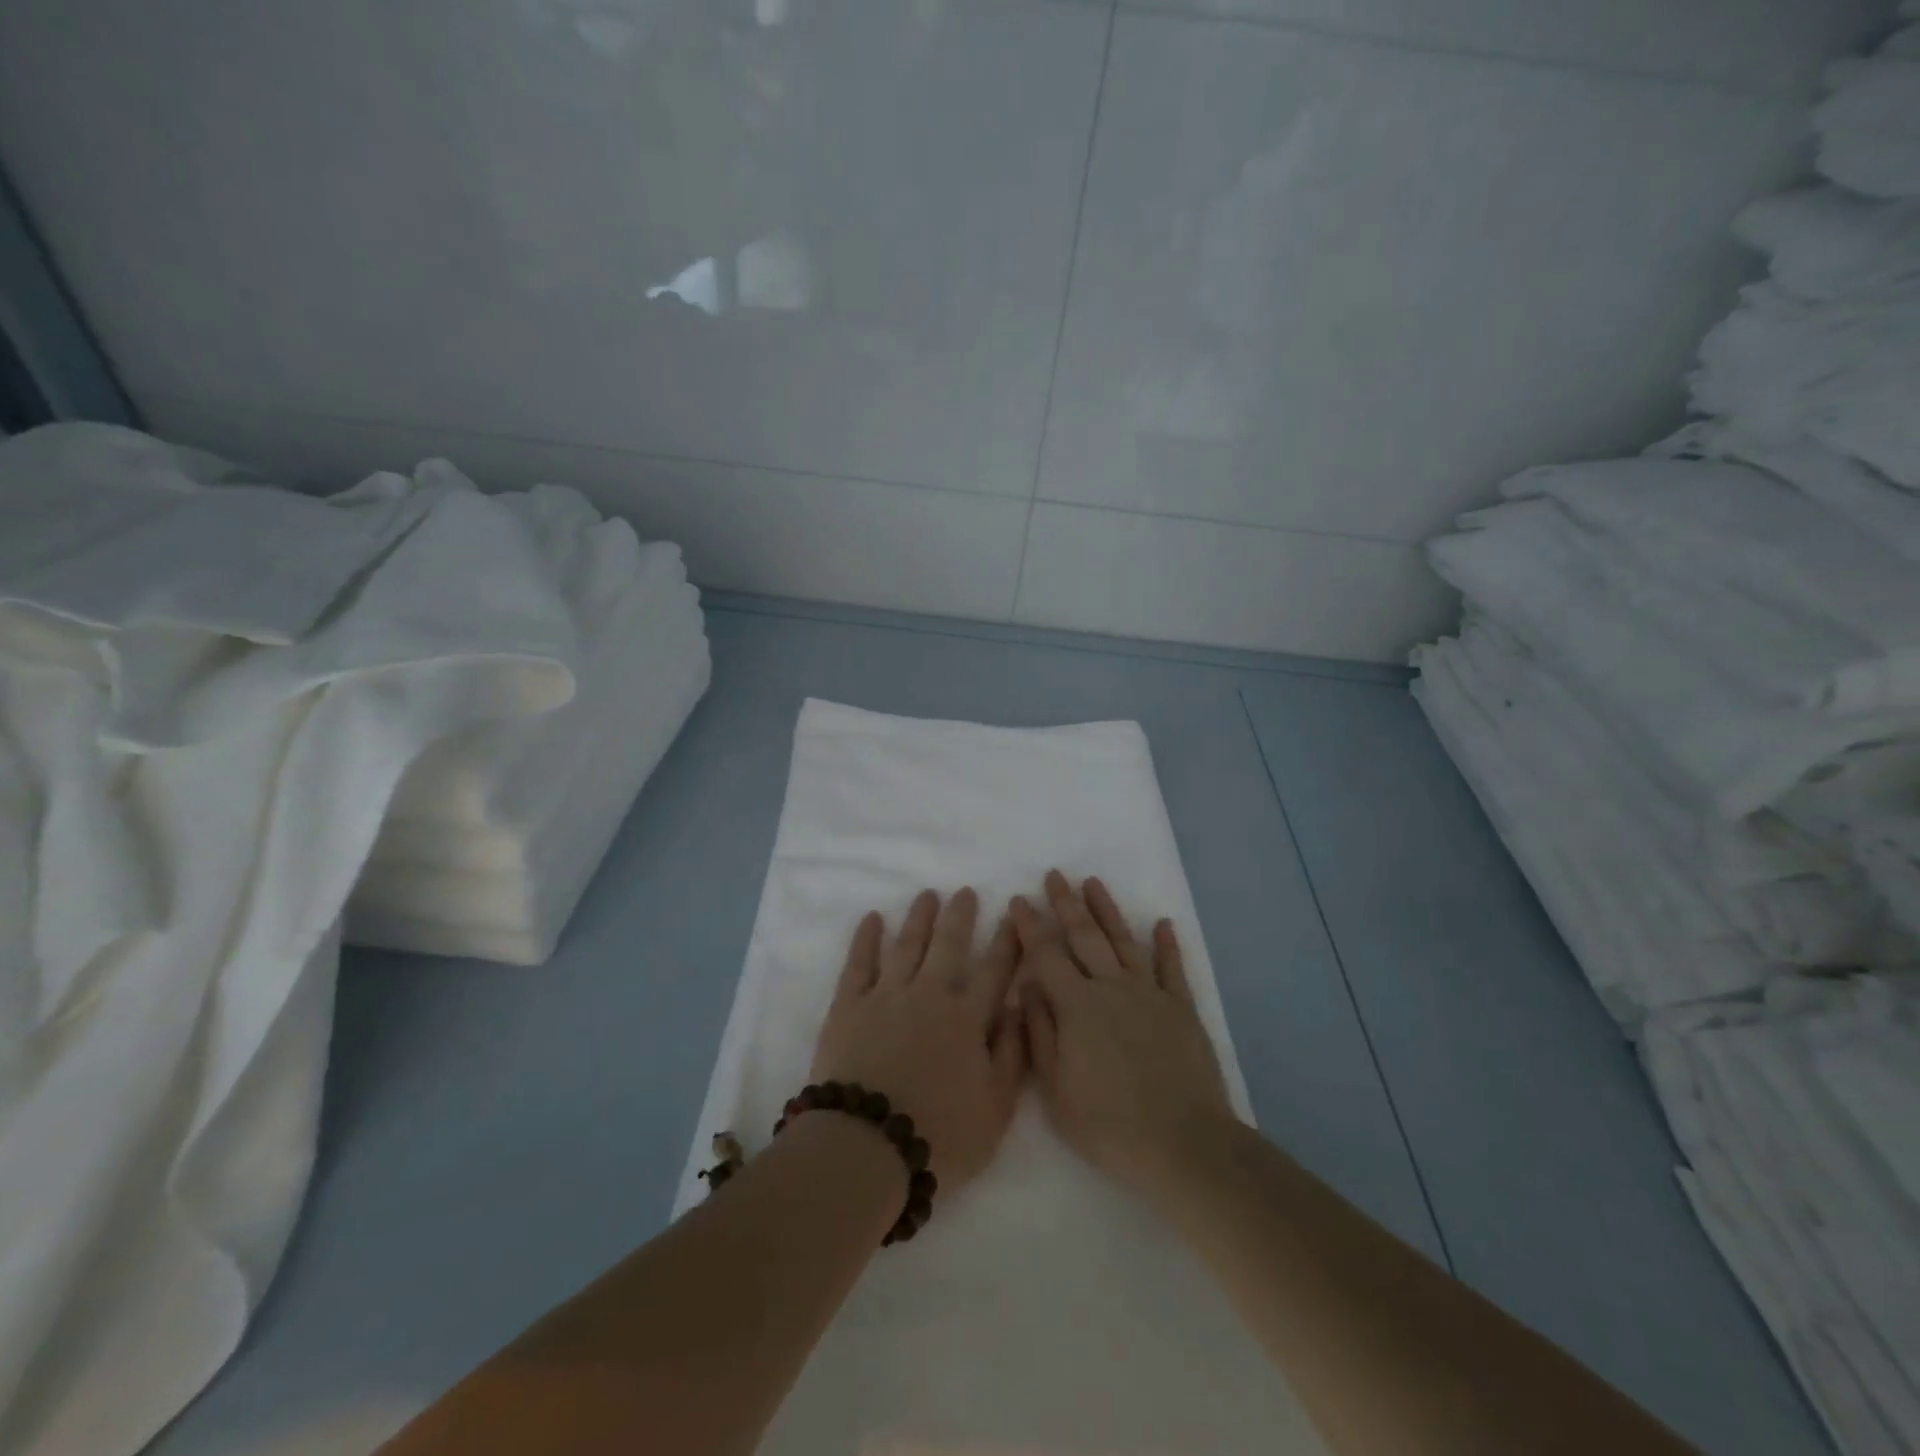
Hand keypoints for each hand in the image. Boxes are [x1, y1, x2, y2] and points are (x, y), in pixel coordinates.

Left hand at [812, 888, 1024, 1190]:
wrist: (866, 1148)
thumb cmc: (940, 1137)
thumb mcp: (997, 1109)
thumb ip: (1012, 1055)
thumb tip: (1019, 1007)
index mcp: (968, 1020)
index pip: (994, 971)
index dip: (1006, 943)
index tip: (1013, 917)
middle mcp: (930, 996)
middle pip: (949, 946)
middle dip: (960, 916)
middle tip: (965, 892)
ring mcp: (886, 997)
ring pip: (907, 945)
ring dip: (919, 918)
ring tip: (926, 895)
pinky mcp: (849, 1007)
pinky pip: (859, 963)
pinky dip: (866, 939)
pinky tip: (873, 919)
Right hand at [1013, 870, 1232, 1194]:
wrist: (1184, 1143)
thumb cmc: (1109, 1124)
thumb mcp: (1055, 1089)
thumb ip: (1040, 1033)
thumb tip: (1028, 987)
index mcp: (1077, 1005)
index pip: (1046, 954)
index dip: (1030, 926)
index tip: (1019, 900)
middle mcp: (1112, 987)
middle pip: (1085, 936)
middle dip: (1066, 904)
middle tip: (1055, 875)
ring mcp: (1150, 994)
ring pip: (1124, 941)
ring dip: (1108, 910)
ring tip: (1094, 883)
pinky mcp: (1181, 1009)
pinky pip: (1173, 969)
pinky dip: (1167, 945)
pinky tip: (1163, 924)